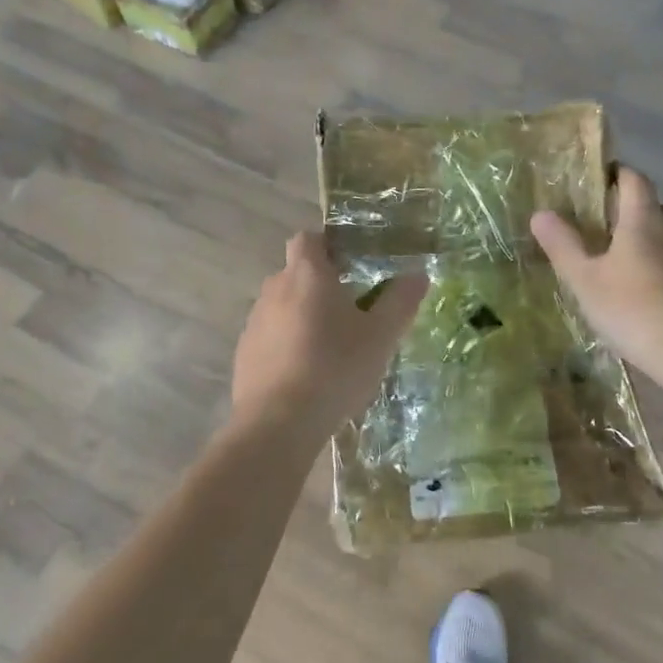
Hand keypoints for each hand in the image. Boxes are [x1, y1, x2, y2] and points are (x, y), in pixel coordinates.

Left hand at [230, 232, 427, 434]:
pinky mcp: (244, 353)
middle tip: (351, 310)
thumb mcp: (381, 336)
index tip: (351, 265)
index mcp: (307, 274)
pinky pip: (270, 336)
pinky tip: (306, 374)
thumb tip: (418, 274)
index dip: (328, 245)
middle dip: (320, 285)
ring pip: (282, 306)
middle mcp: (274, 289)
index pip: (308, 238)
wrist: (277, 423)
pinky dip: (287, 344)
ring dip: (303, 316)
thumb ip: (400, 301)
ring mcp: (254, 322)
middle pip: (296, 273)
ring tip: (330, 347)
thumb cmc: (335, 368)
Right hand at [531, 167, 662, 393]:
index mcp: (644, 220)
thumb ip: (563, 245)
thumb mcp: (585, 280)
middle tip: (604, 228)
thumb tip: (540, 213)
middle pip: (656, 206)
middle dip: (633, 210)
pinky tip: (647, 294)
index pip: (634, 179)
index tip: (597, 181)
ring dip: (650, 240)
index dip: (617, 174)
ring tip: (623, 264)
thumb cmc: (633, 310)